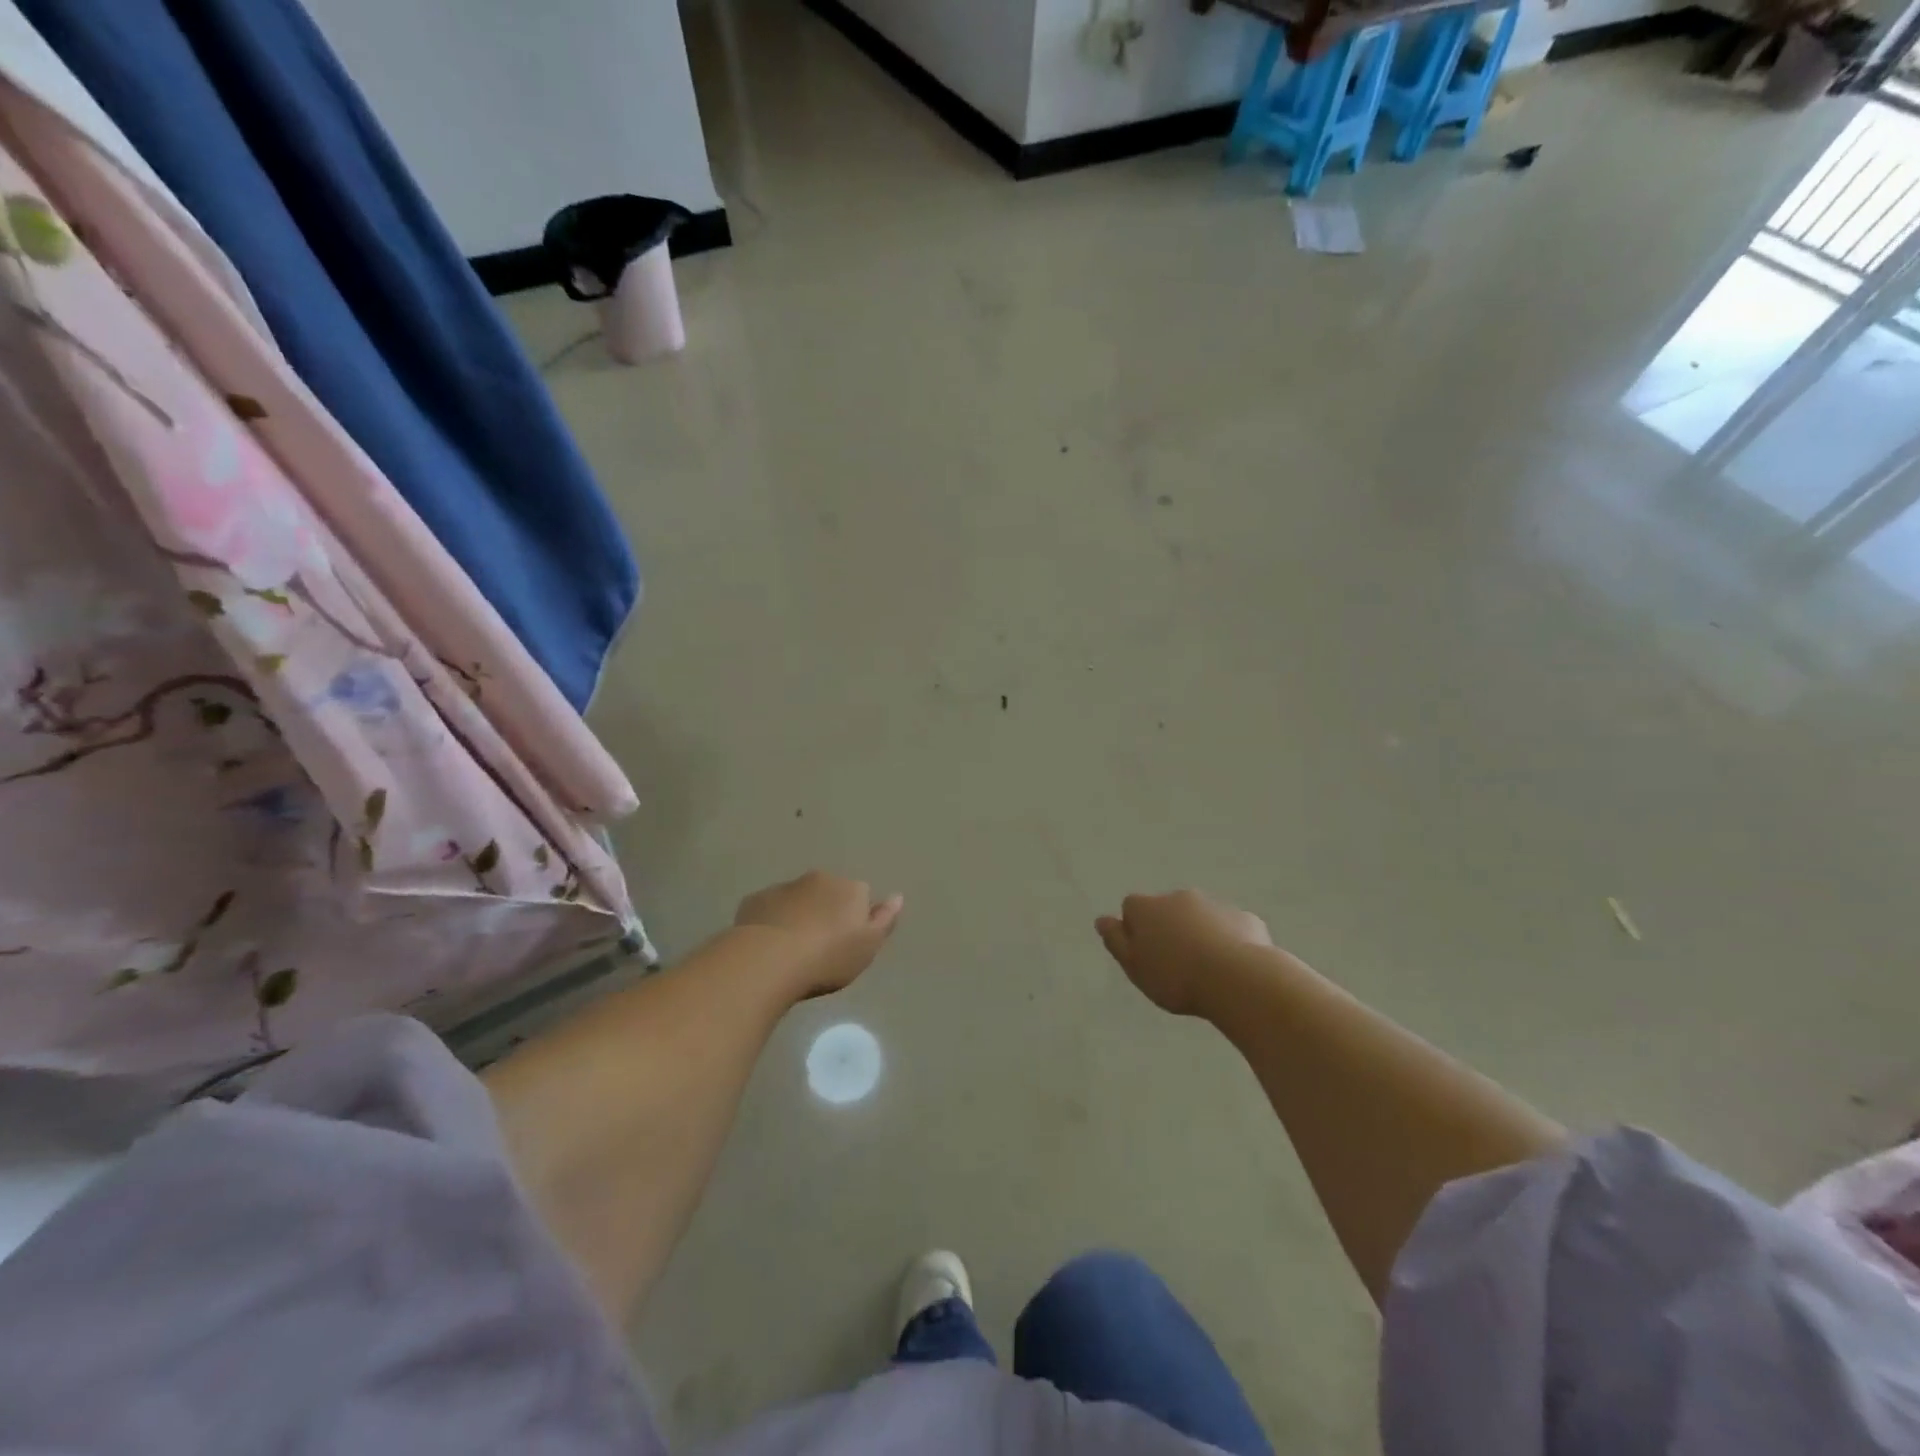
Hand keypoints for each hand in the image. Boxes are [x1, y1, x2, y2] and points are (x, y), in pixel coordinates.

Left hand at [733, 871, 903, 1000]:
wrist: (768, 960)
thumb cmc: (827, 957)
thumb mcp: (867, 946)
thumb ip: (884, 920)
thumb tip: (897, 896)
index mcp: (850, 888)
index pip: (860, 894)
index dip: (855, 918)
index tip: (847, 942)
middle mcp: (818, 879)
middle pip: (828, 892)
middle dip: (826, 911)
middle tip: (820, 947)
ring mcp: (784, 887)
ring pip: (797, 899)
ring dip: (798, 915)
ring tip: (791, 950)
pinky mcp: (755, 900)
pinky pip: (770, 908)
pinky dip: (771, 921)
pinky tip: (767, 946)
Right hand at [1096, 890, 1270, 1016]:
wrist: (1237, 979)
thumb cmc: (1175, 977)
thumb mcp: (1134, 966)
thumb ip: (1116, 941)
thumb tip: (1102, 920)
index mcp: (1148, 908)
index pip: (1131, 907)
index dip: (1135, 929)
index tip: (1144, 955)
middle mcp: (1179, 898)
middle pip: (1167, 910)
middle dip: (1169, 929)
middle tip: (1175, 965)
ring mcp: (1215, 905)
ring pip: (1200, 917)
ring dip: (1199, 934)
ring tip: (1206, 970)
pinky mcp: (1245, 919)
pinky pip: (1230, 928)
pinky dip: (1228, 941)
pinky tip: (1233, 967)